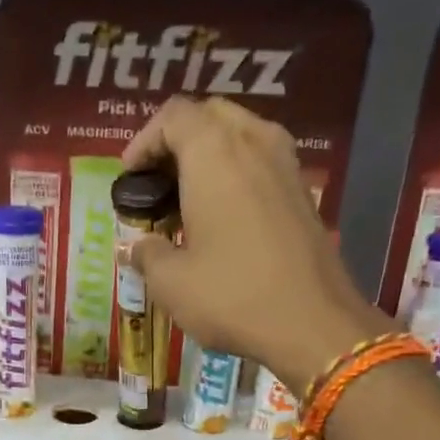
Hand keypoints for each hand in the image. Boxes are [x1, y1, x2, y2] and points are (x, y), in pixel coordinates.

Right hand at [122, 97, 389, 391]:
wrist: (311, 323)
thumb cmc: (232, 296)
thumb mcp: (172, 283)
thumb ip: (147, 255)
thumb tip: (136, 247)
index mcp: (214, 153)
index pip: (173, 116)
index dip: (144, 142)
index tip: (129, 178)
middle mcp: (253, 142)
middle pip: (209, 116)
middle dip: (177, 142)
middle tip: (156, 184)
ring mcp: (285, 164)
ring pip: (240, 136)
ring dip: (209, 157)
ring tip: (186, 200)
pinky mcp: (302, 192)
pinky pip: (261, 163)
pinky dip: (236, 175)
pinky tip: (222, 218)